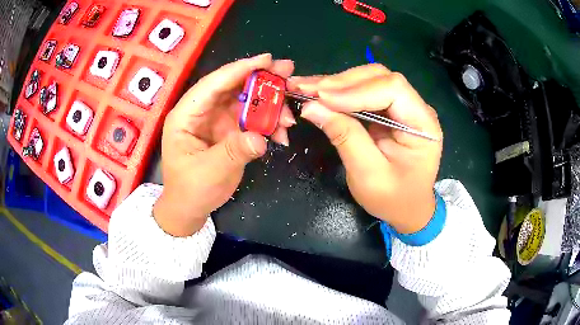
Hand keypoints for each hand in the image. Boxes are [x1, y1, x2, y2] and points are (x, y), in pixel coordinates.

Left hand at [154, 54, 295, 236]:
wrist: (190, 207)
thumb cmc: (191, 189)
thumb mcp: (209, 172)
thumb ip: (234, 152)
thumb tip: (261, 138)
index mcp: (186, 115)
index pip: (213, 84)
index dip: (240, 69)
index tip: (267, 60)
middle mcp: (202, 111)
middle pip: (233, 87)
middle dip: (261, 80)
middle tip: (288, 72)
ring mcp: (217, 120)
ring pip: (246, 102)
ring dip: (269, 106)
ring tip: (289, 117)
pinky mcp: (229, 130)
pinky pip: (252, 119)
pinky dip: (268, 124)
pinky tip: (281, 134)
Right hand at [290, 64, 442, 233]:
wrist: (407, 208)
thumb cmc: (393, 199)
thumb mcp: (368, 175)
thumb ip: (344, 137)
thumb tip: (311, 107)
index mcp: (424, 125)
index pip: (393, 89)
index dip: (355, 90)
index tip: (321, 99)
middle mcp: (417, 108)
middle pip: (379, 77)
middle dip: (341, 82)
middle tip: (306, 89)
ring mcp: (403, 106)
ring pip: (369, 80)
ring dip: (336, 84)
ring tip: (306, 88)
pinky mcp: (389, 110)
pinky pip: (363, 92)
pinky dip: (340, 92)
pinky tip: (318, 93)